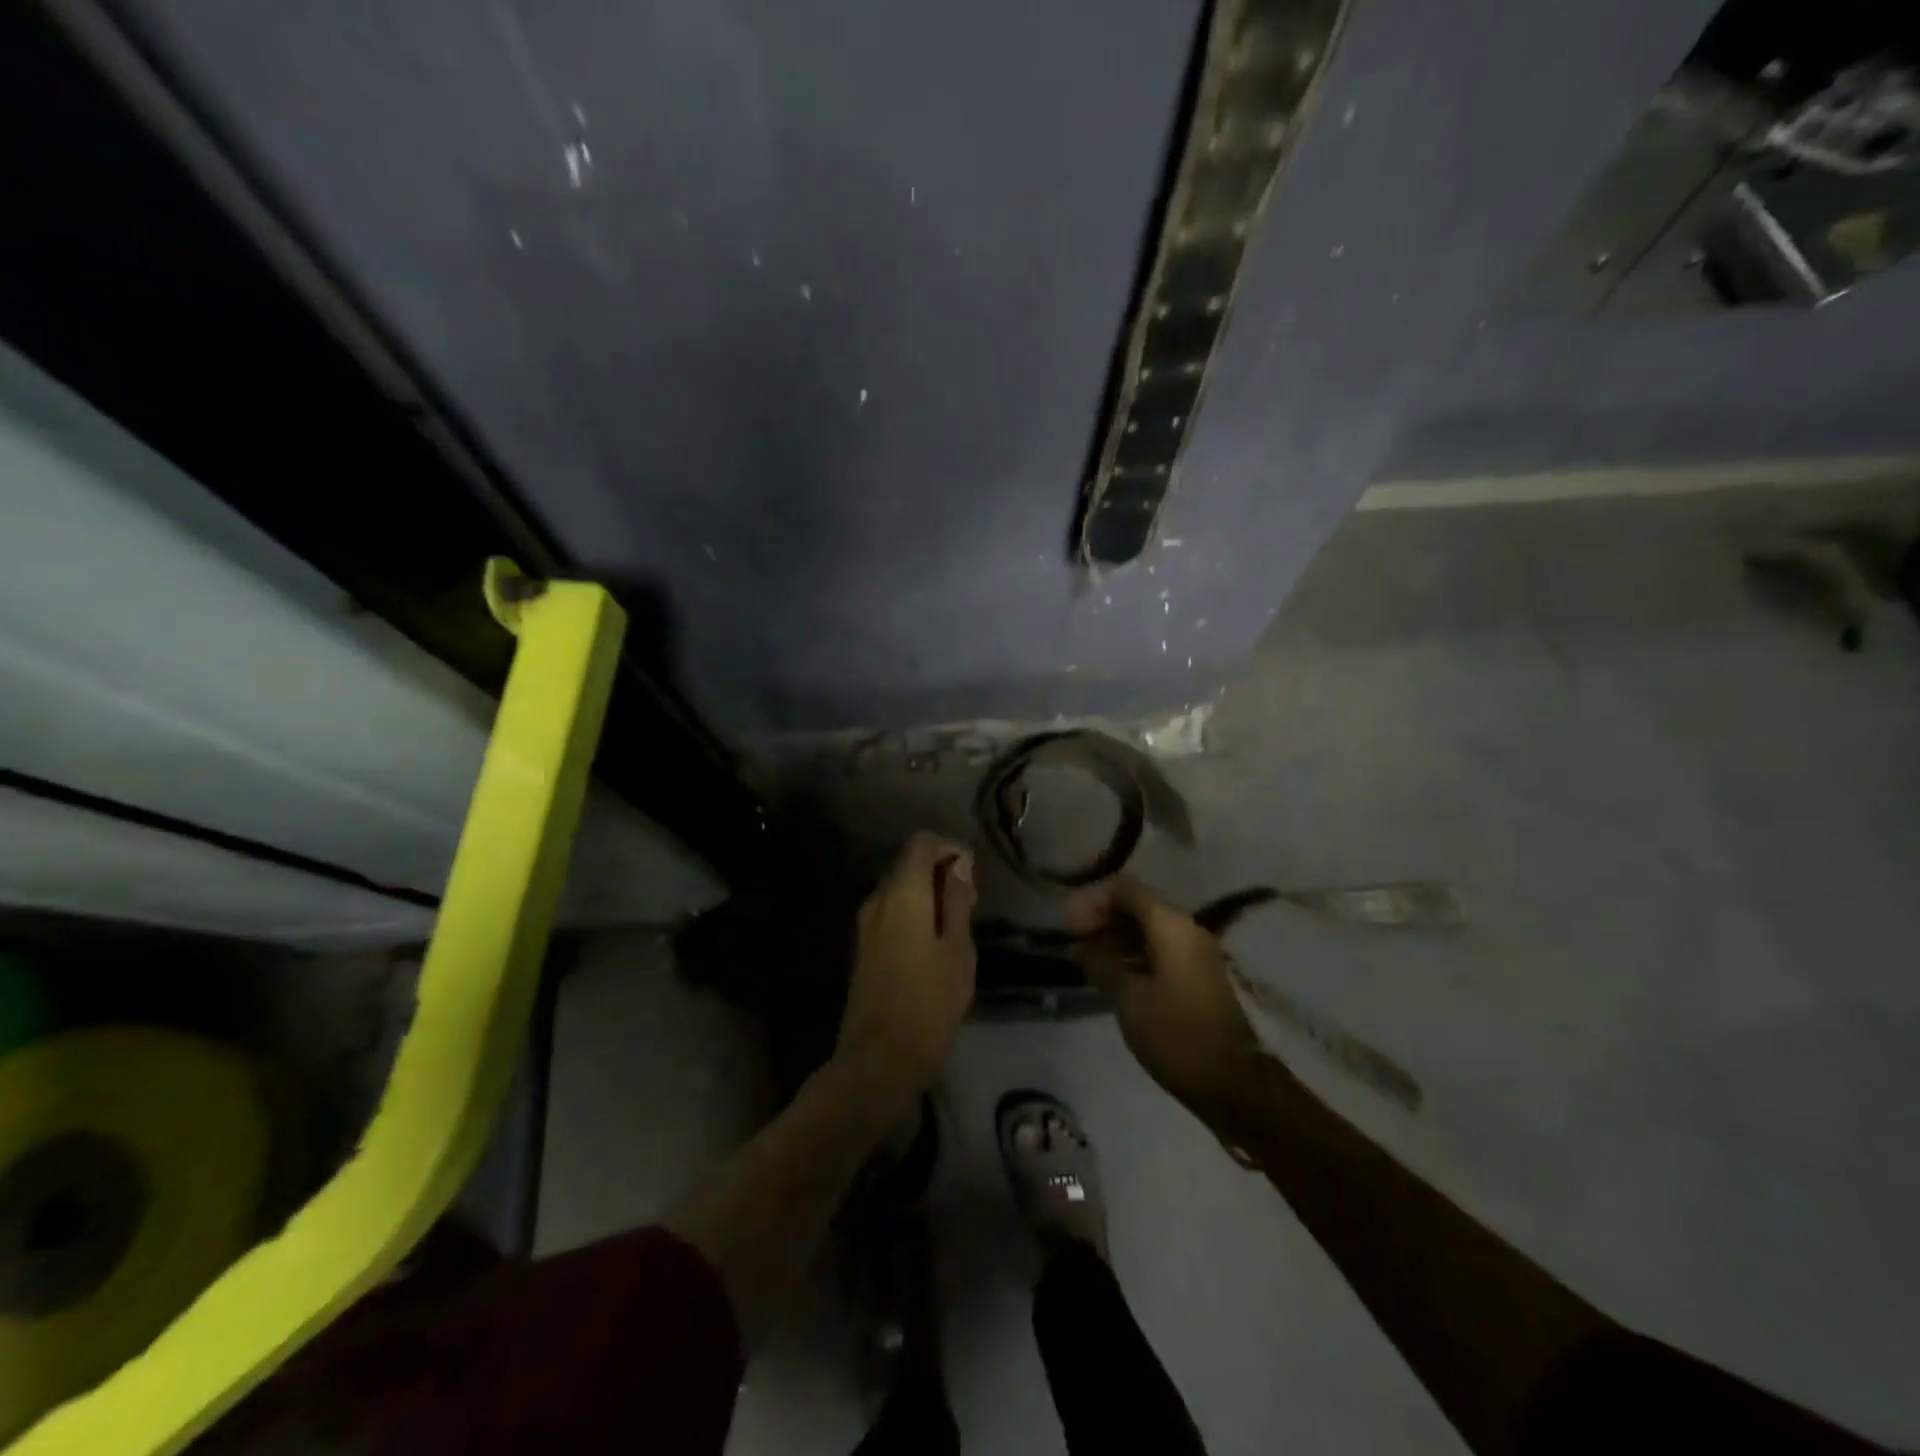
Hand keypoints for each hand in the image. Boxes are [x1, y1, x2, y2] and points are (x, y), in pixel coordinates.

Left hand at [835, 833, 978, 1101]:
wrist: (878, 1058)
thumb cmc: (929, 1003)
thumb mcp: (958, 950)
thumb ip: (957, 902)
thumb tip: (958, 864)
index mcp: (903, 894)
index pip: (922, 842)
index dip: (950, 848)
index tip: (972, 876)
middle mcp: (878, 899)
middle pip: (909, 863)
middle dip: (941, 872)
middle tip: (970, 905)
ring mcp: (866, 923)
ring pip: (900, 888)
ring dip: (929, 894)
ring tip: (957, 927)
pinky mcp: (863, 945)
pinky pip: (892, 911)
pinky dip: (915, 912)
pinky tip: (934, 944)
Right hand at [1070, 877, 1262, 1117]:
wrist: (1233, 1083)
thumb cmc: (1176, 1033)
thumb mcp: (1128, 998)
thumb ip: (1102, 963)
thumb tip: (1083, 947)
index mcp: (1170, 925)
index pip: (1125, 889)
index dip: (1092, 900)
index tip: (1069, 926)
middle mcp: (1186, 929)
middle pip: (1138, 905)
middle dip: (1103, 918)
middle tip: (1075, 943)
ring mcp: (1196, 953)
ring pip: (1149, 929)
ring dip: (1116, 938)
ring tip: (1087, 961)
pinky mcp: (1198, 977)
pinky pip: (1160, 950)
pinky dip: (1133, 955)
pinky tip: (1112, 976)